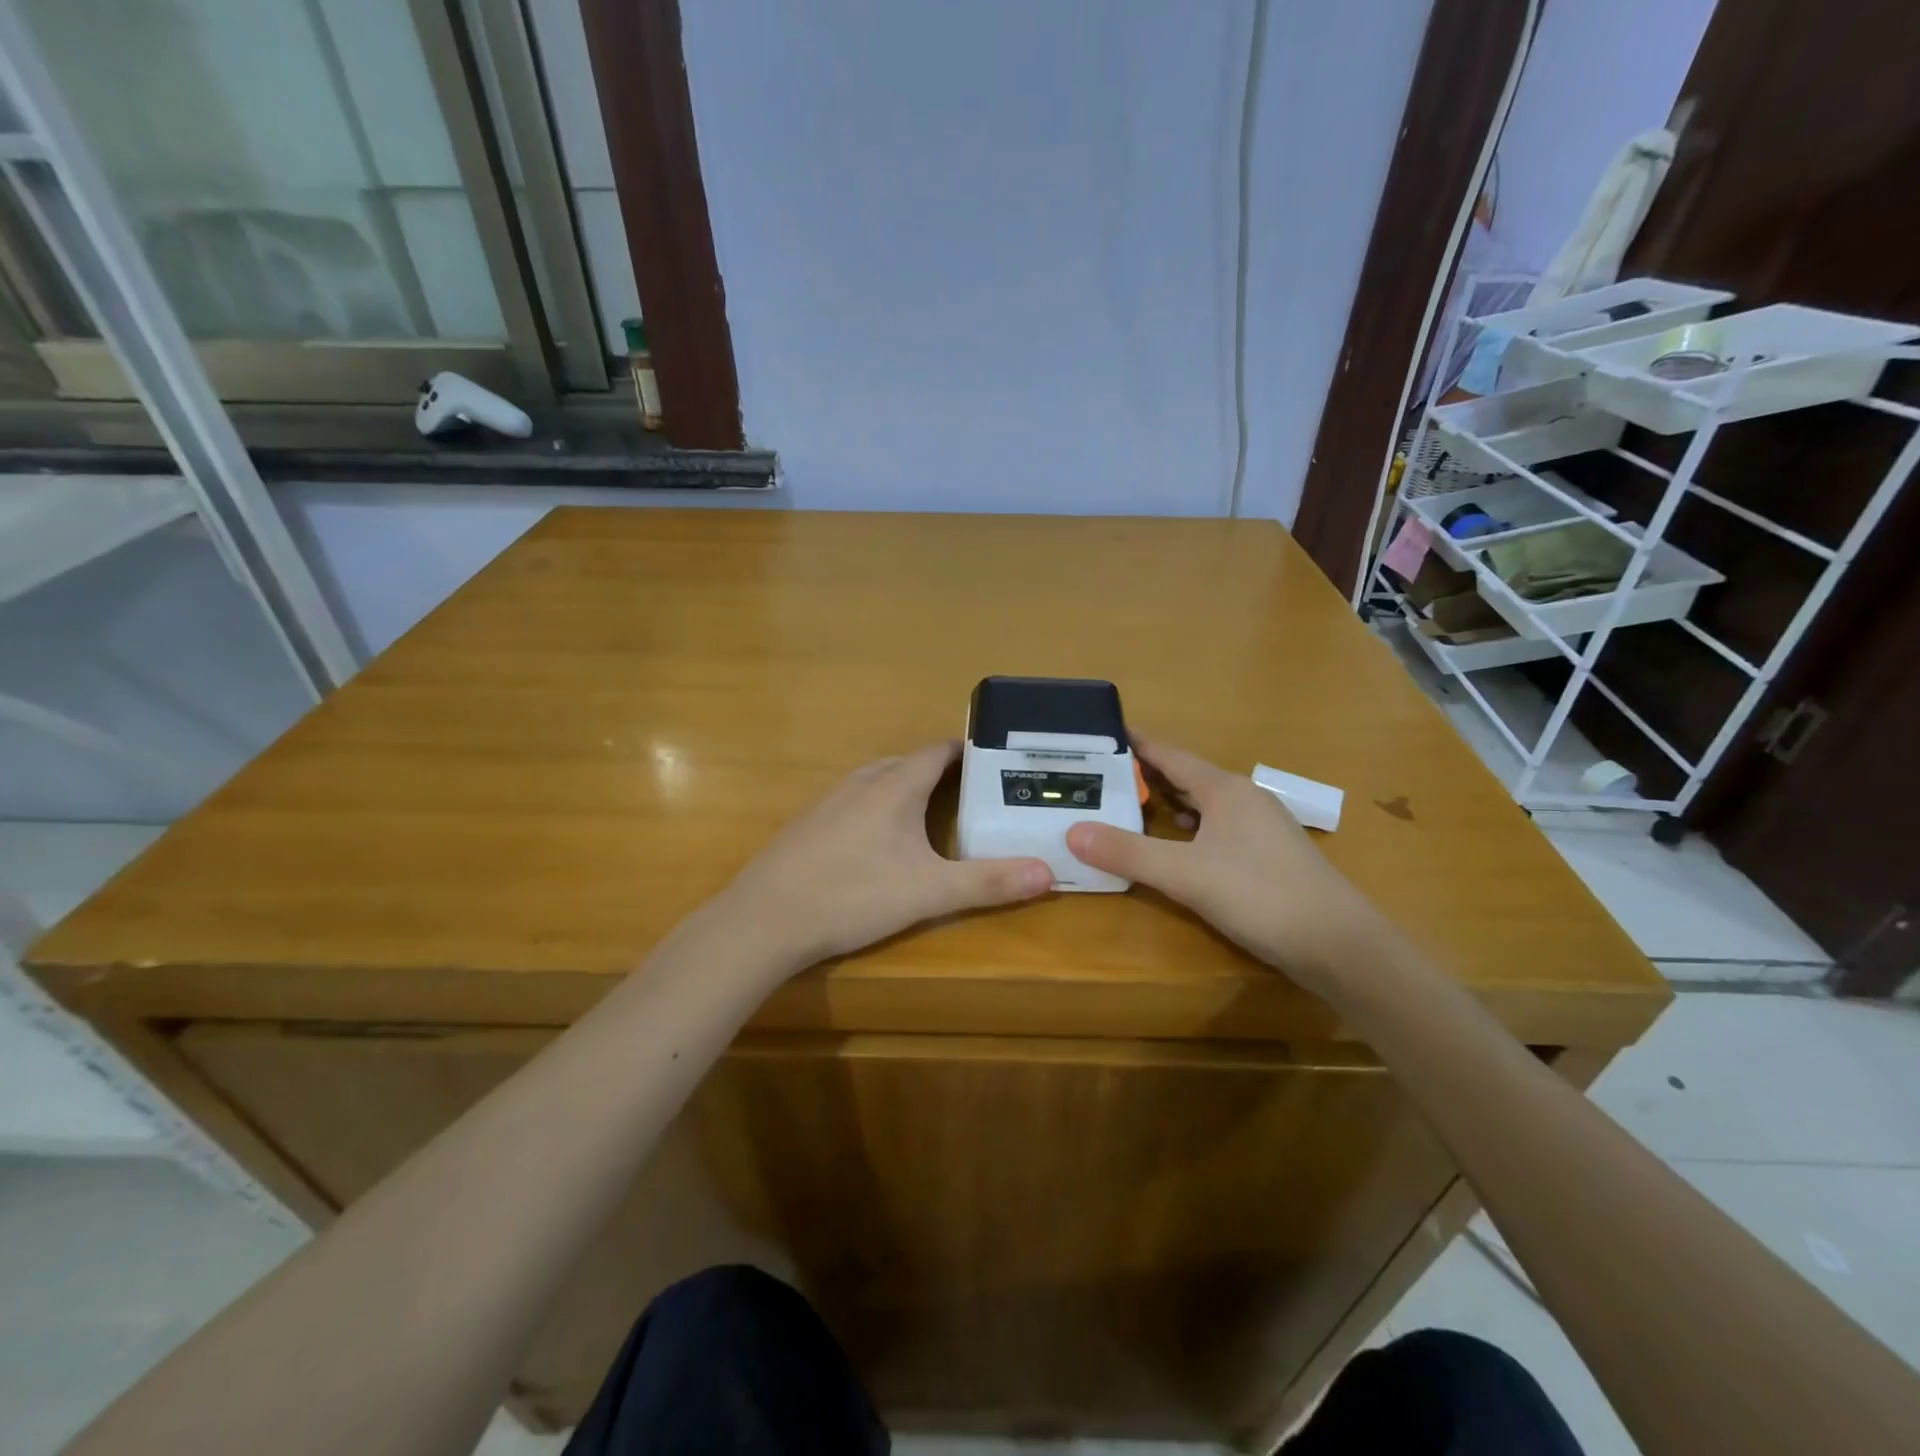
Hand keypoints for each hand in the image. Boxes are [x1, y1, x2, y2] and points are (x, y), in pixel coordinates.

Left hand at [722, 741, 1053, 967]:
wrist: (765, 919)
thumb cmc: (853, 895)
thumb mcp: (929, 893)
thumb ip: (988, 883)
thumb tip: (1049, 873)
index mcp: (895, 785)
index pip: (938, 751)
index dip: (967, 752)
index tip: (995, 763)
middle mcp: (862, 781)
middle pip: (909, 763)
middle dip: (941, 773)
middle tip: (973, 796)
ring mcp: (829, 800)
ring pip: (878, 781)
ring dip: (906, 789)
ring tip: (932, 816)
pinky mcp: (808, 823)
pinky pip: (854, 801)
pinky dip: (877, 808)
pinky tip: (878, 843)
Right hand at [1066, 736, 1380, 983]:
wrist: (1340, 945)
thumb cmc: (1261, 896)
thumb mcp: (1185, 874)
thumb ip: (1128, 853)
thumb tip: (1071, 832)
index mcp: (1224, 789)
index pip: (1169, 754)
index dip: (1135, 743)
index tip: (1100, 733)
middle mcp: (1244, 798)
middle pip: (1186, 776)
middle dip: (1145, 774)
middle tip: (1101, 776)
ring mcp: (1261, 826)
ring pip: (1204, 803)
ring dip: (1168, 802)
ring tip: (1129, 805)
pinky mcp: (1269, 855)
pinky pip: (1218, 827)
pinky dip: (1190, 828)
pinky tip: (1179, 845)